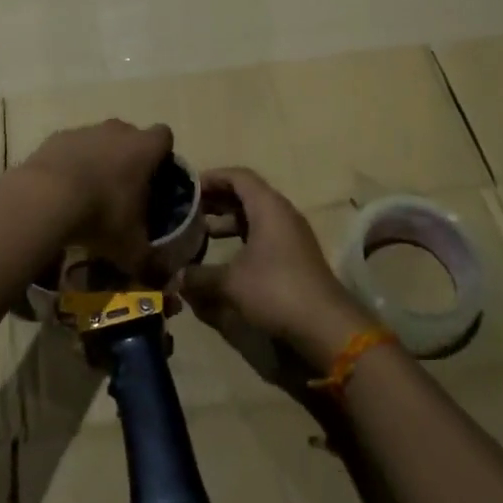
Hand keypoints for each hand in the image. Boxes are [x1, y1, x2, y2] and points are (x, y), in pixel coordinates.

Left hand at [16, 119, 172, 270]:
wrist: (45, 198)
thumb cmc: (102, 215)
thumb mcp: (131, 247)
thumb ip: (152, 263)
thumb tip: (166, 281)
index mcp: (144, 148)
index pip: (164, 137)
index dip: (162, 155)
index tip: (155, 178)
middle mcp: (117, 131)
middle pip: (130, 136)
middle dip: (129, 158)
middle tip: (123, 192)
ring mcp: (85, 131)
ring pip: (99, 140)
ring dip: (98, 160)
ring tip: (88, 195)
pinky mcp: (56, 138)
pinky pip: (71, 148)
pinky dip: (70, 165)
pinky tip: (62, 191)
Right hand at [184, 167, 374, 373]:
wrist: (326, 326)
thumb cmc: (276, 290)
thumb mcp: (230, 283)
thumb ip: (199, 276)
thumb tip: (176, 276)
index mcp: (268, 207)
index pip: (238, 176)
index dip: (211, 178)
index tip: (187, 188)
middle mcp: (281, 213)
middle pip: (246, 194)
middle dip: (216, 199)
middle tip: (188, 209)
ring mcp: (291, 235)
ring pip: (254, 216)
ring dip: (228, 220)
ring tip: (200, 232)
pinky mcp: (294, 256)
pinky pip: (263, 234)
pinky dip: (241, 237)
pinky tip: (223, 256)